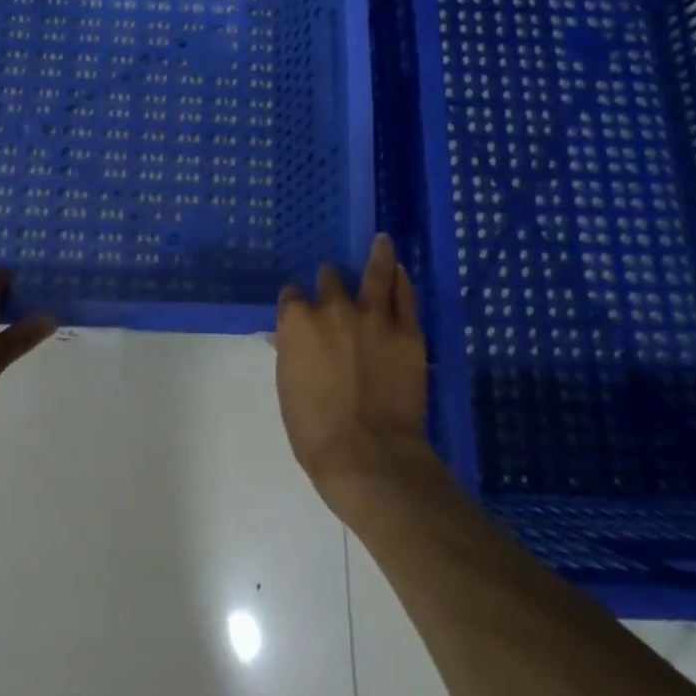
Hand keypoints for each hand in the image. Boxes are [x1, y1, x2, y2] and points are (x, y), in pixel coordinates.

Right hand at [275, 234, 432, 503]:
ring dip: (377, 255)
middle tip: (335, 286)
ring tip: (382, 241)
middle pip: (329, 280)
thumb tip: (293, 339)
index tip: (300, 307)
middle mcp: (332, 309)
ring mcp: (372, 316)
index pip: (292, 297)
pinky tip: (400, 272)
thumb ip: (293, 354)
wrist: (368, 455)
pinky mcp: (406, 331)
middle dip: (330, 283)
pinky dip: (401, 282)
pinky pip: (403, 296)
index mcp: (296, 323)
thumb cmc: (316, 432)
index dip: (297, 302)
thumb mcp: (289, 389)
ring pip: (375, 273)